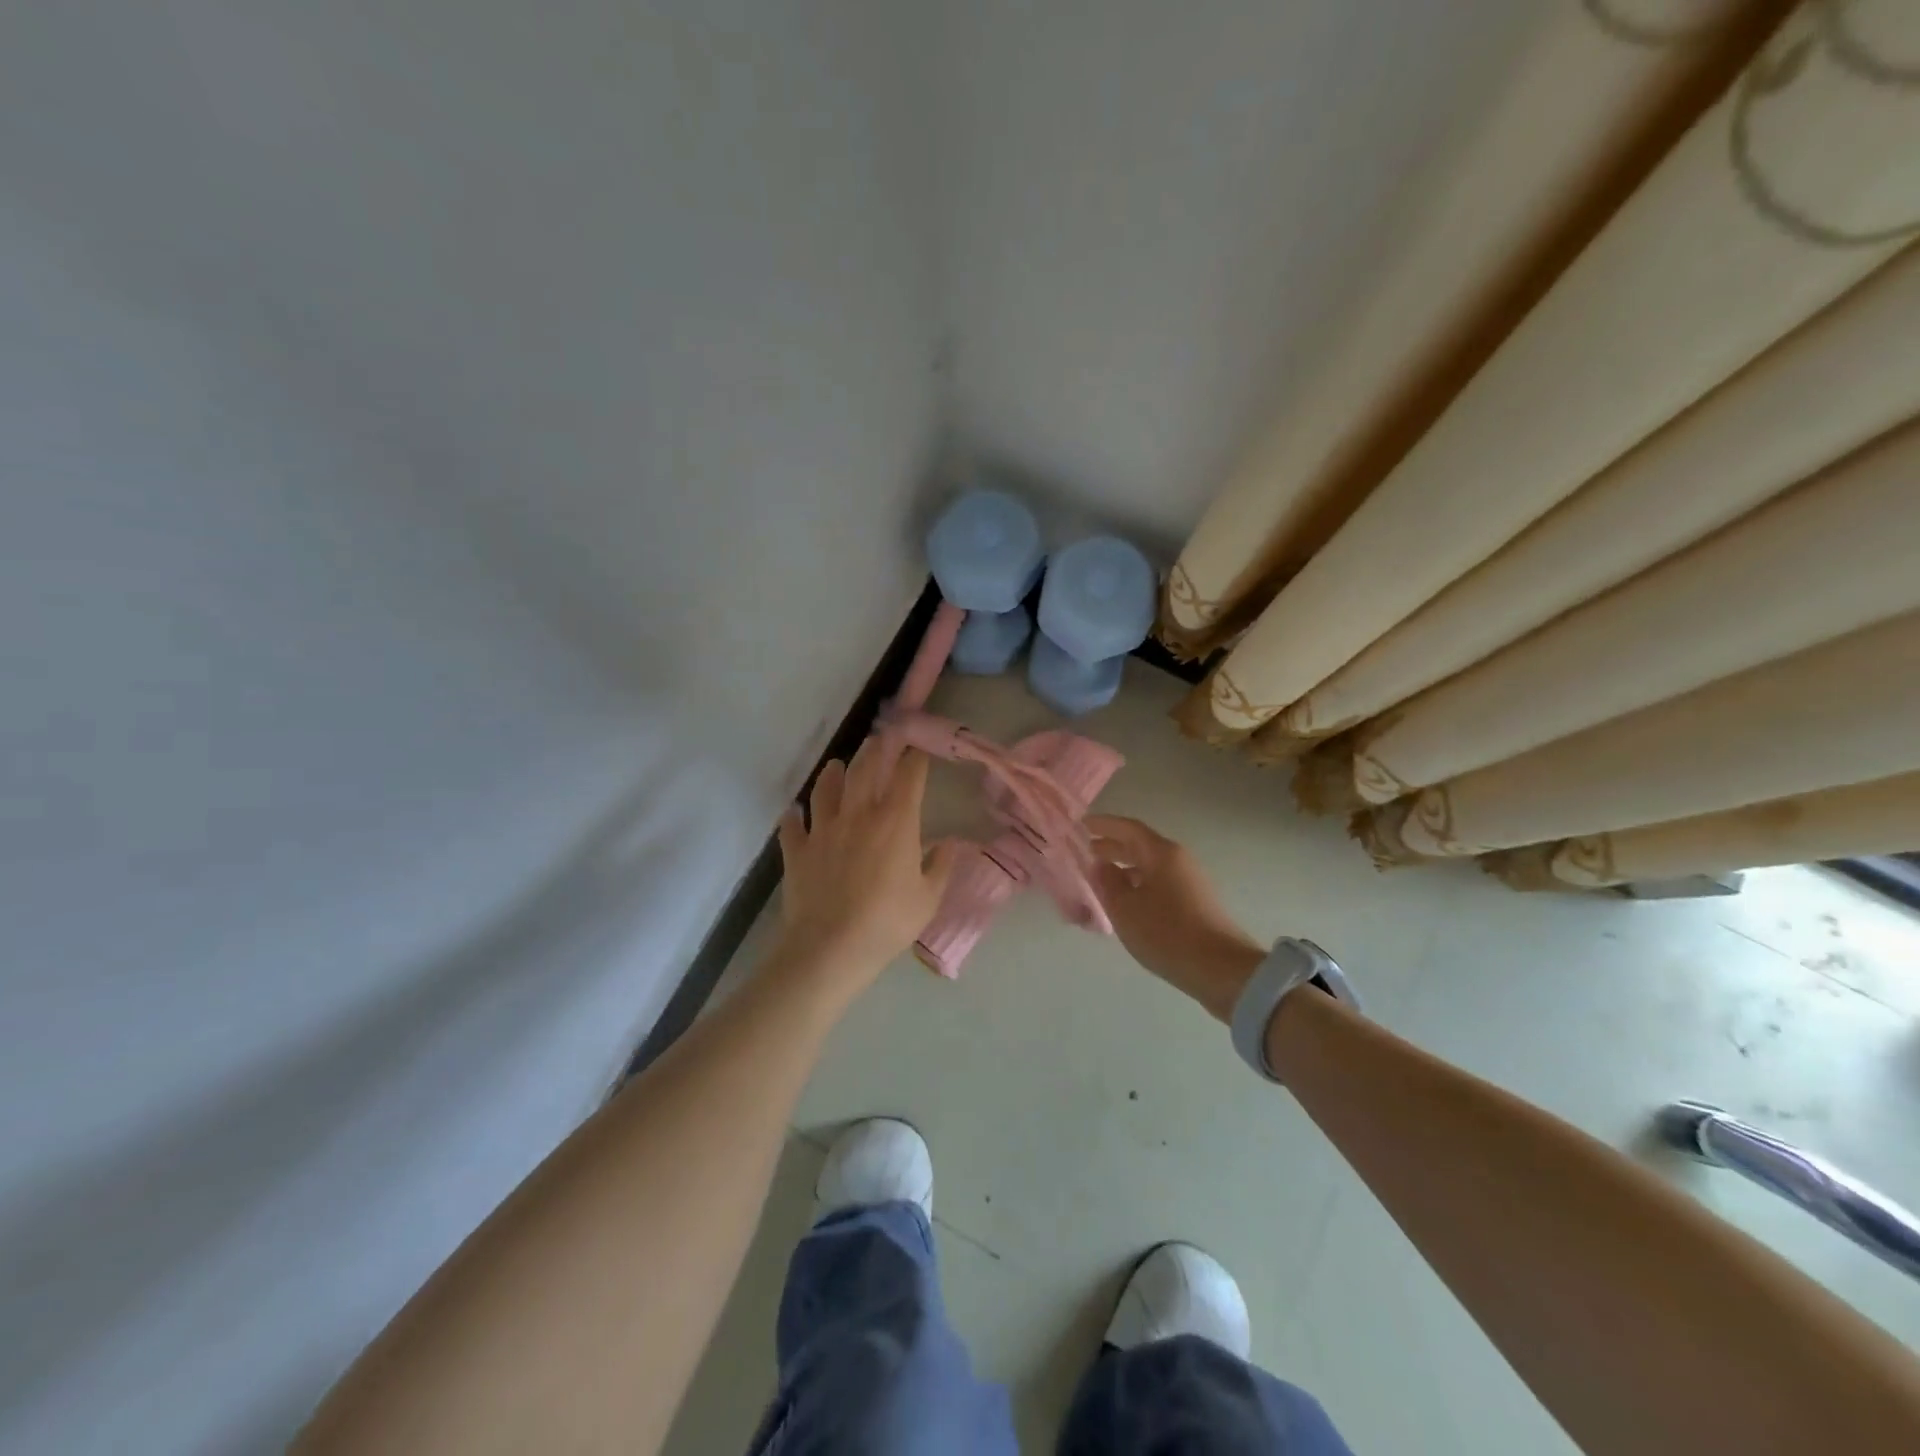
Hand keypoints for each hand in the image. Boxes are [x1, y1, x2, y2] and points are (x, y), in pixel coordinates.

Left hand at [775, 737, 956, 989]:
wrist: (830, 948)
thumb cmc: (887, 923)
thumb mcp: (928, 899)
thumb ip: (941, 867)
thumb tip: (952, 844)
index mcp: (896, 822)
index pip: (908, 777)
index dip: (914, 759)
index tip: (918, 749)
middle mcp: (858, 815)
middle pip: (865, 769)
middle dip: (875, 750)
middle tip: (880, 738)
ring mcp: (823, 829)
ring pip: (826, 789)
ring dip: (833, 774)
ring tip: (837, 766)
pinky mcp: (797, 849)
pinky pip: (792, 825)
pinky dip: (793, 816)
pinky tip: (794, 813)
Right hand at [1086, 815, 1264, 1020]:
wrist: (1221, 969)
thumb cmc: (1166, 933)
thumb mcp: (1125, 909)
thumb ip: (1108, 882)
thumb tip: (1101, 865)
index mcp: (1161, 853)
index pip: (1128, 828)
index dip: (1104, 824)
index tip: (1082, 824)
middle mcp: (1178, 860)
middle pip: (1141, 846)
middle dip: (1113, 846)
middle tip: (1088, 850)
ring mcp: (1190, 881)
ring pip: (1151, 866)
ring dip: (1126, 868)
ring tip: (1103, 879)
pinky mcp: (1196, 902)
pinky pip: (1160, 883)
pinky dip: (1139, 884)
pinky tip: (1128, 902)